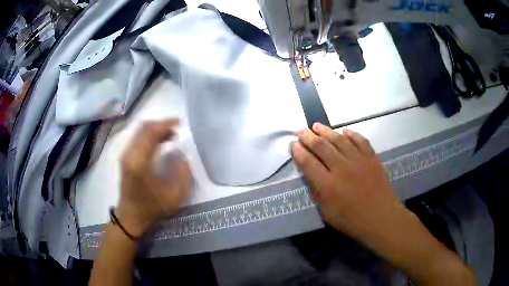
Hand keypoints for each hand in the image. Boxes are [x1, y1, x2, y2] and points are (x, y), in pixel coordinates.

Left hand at [117, 119, 189, 237]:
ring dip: (155, 129)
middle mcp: (129, 154)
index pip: (151, 132)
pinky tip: (159, 142)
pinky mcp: (125, 158)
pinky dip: (149, 135)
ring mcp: (125, 155)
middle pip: (144, 127)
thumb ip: (183, 173)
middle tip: (176, 130)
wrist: (131, 217)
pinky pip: (137, 138)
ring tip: (170, 135)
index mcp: (140, 162)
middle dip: (161, 124)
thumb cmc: (153, 208)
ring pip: (140, 131)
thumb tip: (181, 154)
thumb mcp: (175, 196)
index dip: (166, 124)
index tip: (180, 123)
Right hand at [292, 123, 476, 285]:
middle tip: (302, 131)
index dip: (299, 152)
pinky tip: (345, 131)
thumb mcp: (327, 213)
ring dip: (327, 131)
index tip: (294, 144)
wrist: (381, 217)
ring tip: (317, 126)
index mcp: (328, 185)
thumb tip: (311, 176)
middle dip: (309, 137)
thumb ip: (318, 193)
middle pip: (322, 147)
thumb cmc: (352, 220)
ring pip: (339, 140)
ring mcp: (358, 161)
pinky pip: (360, 141)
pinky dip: (352, 134)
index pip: (308, 163)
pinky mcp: (371, 158)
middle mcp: (341, 169)